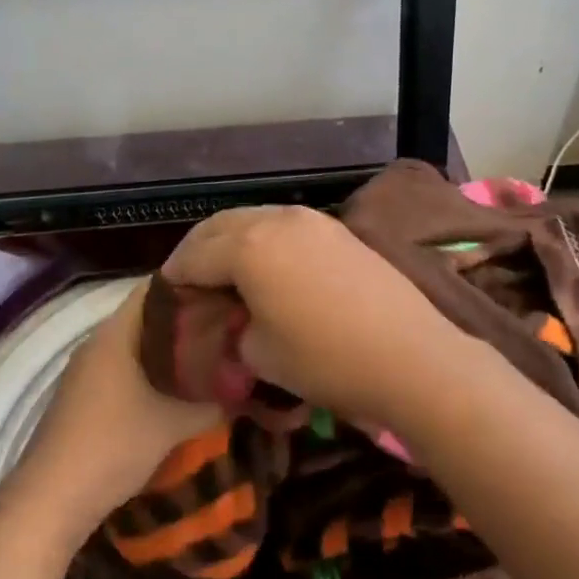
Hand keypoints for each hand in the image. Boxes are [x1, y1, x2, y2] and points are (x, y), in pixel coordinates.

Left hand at [8, 281, 222, 542]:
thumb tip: (247, 385)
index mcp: (116, 332)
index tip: (225, 294)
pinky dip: (150, 370)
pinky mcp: (82, 396)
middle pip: (147, 316)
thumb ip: (213, 400)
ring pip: (136, 344)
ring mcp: (86, 370)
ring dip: (168, 349)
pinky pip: (124, 367)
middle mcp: (98, 341)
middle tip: (226, 326)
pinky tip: (175, 390)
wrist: (51, 501)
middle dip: (185, 320)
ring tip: (209, 356)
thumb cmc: (114, 446)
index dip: (192, 286)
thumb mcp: (174, 423)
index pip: (156, 288)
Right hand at [160, 205, 449, 425]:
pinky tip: (267, 267)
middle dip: (199, 250)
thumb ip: (234, 327)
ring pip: (255, 219)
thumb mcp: (260, 354)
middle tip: (189, 280)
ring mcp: (311, 219)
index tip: (168, 298)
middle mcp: (276, 219)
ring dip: (232, 241)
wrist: (410, 354)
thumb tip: (234, 318)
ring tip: (225, 273)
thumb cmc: (325, 359)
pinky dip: (264, 240)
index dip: (176, 277)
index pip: (194, 255)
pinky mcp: (337, 229)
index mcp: (248, 246)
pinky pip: (284, 225)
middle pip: (221, 226)